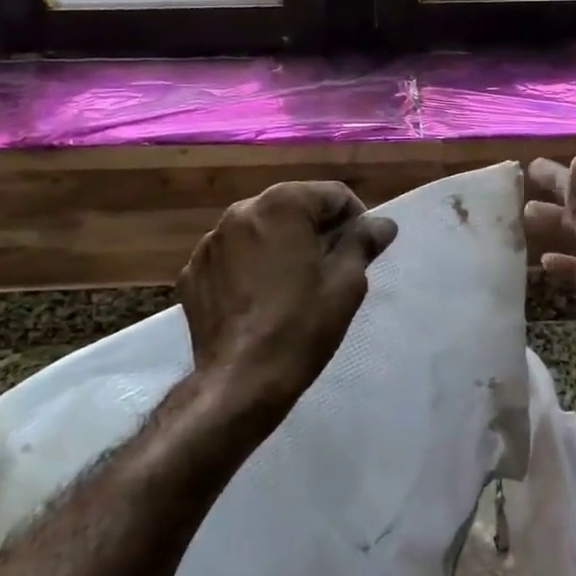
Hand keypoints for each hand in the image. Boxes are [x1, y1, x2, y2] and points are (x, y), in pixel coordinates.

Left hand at [178, 182, 397, 428]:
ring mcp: (210, 242)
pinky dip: (249, 267)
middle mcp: (241, 211)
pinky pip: (232, 256)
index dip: (355, 220)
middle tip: (332, 267)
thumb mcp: (347, 283)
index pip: (333, 194)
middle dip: (315, 230)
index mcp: (282, 204)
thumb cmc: (302, 325)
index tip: (362, 251)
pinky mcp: (192, 271)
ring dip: (281, 246)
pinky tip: (260, 299)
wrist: (241, 380)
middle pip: (293, 207)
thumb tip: (382, 223)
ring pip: (260, 231)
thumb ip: (363, 242)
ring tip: (293, 285)